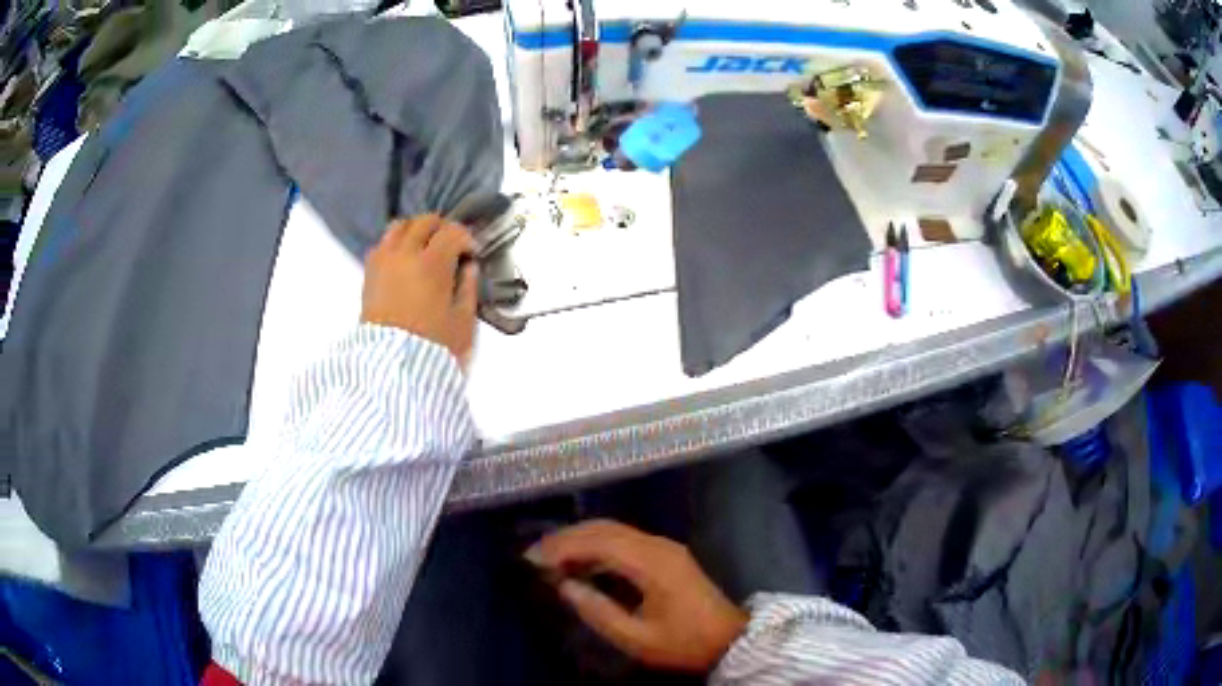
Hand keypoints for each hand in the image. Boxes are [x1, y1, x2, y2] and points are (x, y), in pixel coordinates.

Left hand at [361, 215, 477, 365]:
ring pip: (399, 225)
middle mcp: (405, 253)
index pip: (453, 232)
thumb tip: (468, 267)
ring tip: (425, 248)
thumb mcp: (463, 321)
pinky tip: (405, 260)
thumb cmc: (433, 347)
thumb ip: (468, 287)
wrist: (392, 369)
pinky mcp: (369, 273)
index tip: (472, 255)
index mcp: (432, 264)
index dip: (467, 239)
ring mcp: (383, 261)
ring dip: (416, 230)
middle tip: (451, 247)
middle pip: (425, 221)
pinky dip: (396, 243)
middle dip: (442, 228)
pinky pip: (383, 243)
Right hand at [526, 520, 748, 672]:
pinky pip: (625, 540)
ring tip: (550, 558)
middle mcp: (659, 546)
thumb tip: (564, 586)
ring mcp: (665, 547)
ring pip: (614, 530)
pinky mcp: (666, 554)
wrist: (728, 640)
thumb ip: (598, 611)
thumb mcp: (636, 638)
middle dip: (566, 538)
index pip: (600, 541)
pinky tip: (580, 562)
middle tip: (534, 555)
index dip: (563, 546)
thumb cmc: (683, 643)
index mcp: (653, 564)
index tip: (533, 559)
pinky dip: (597, 545)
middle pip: (605, 528)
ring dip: (580, 539)